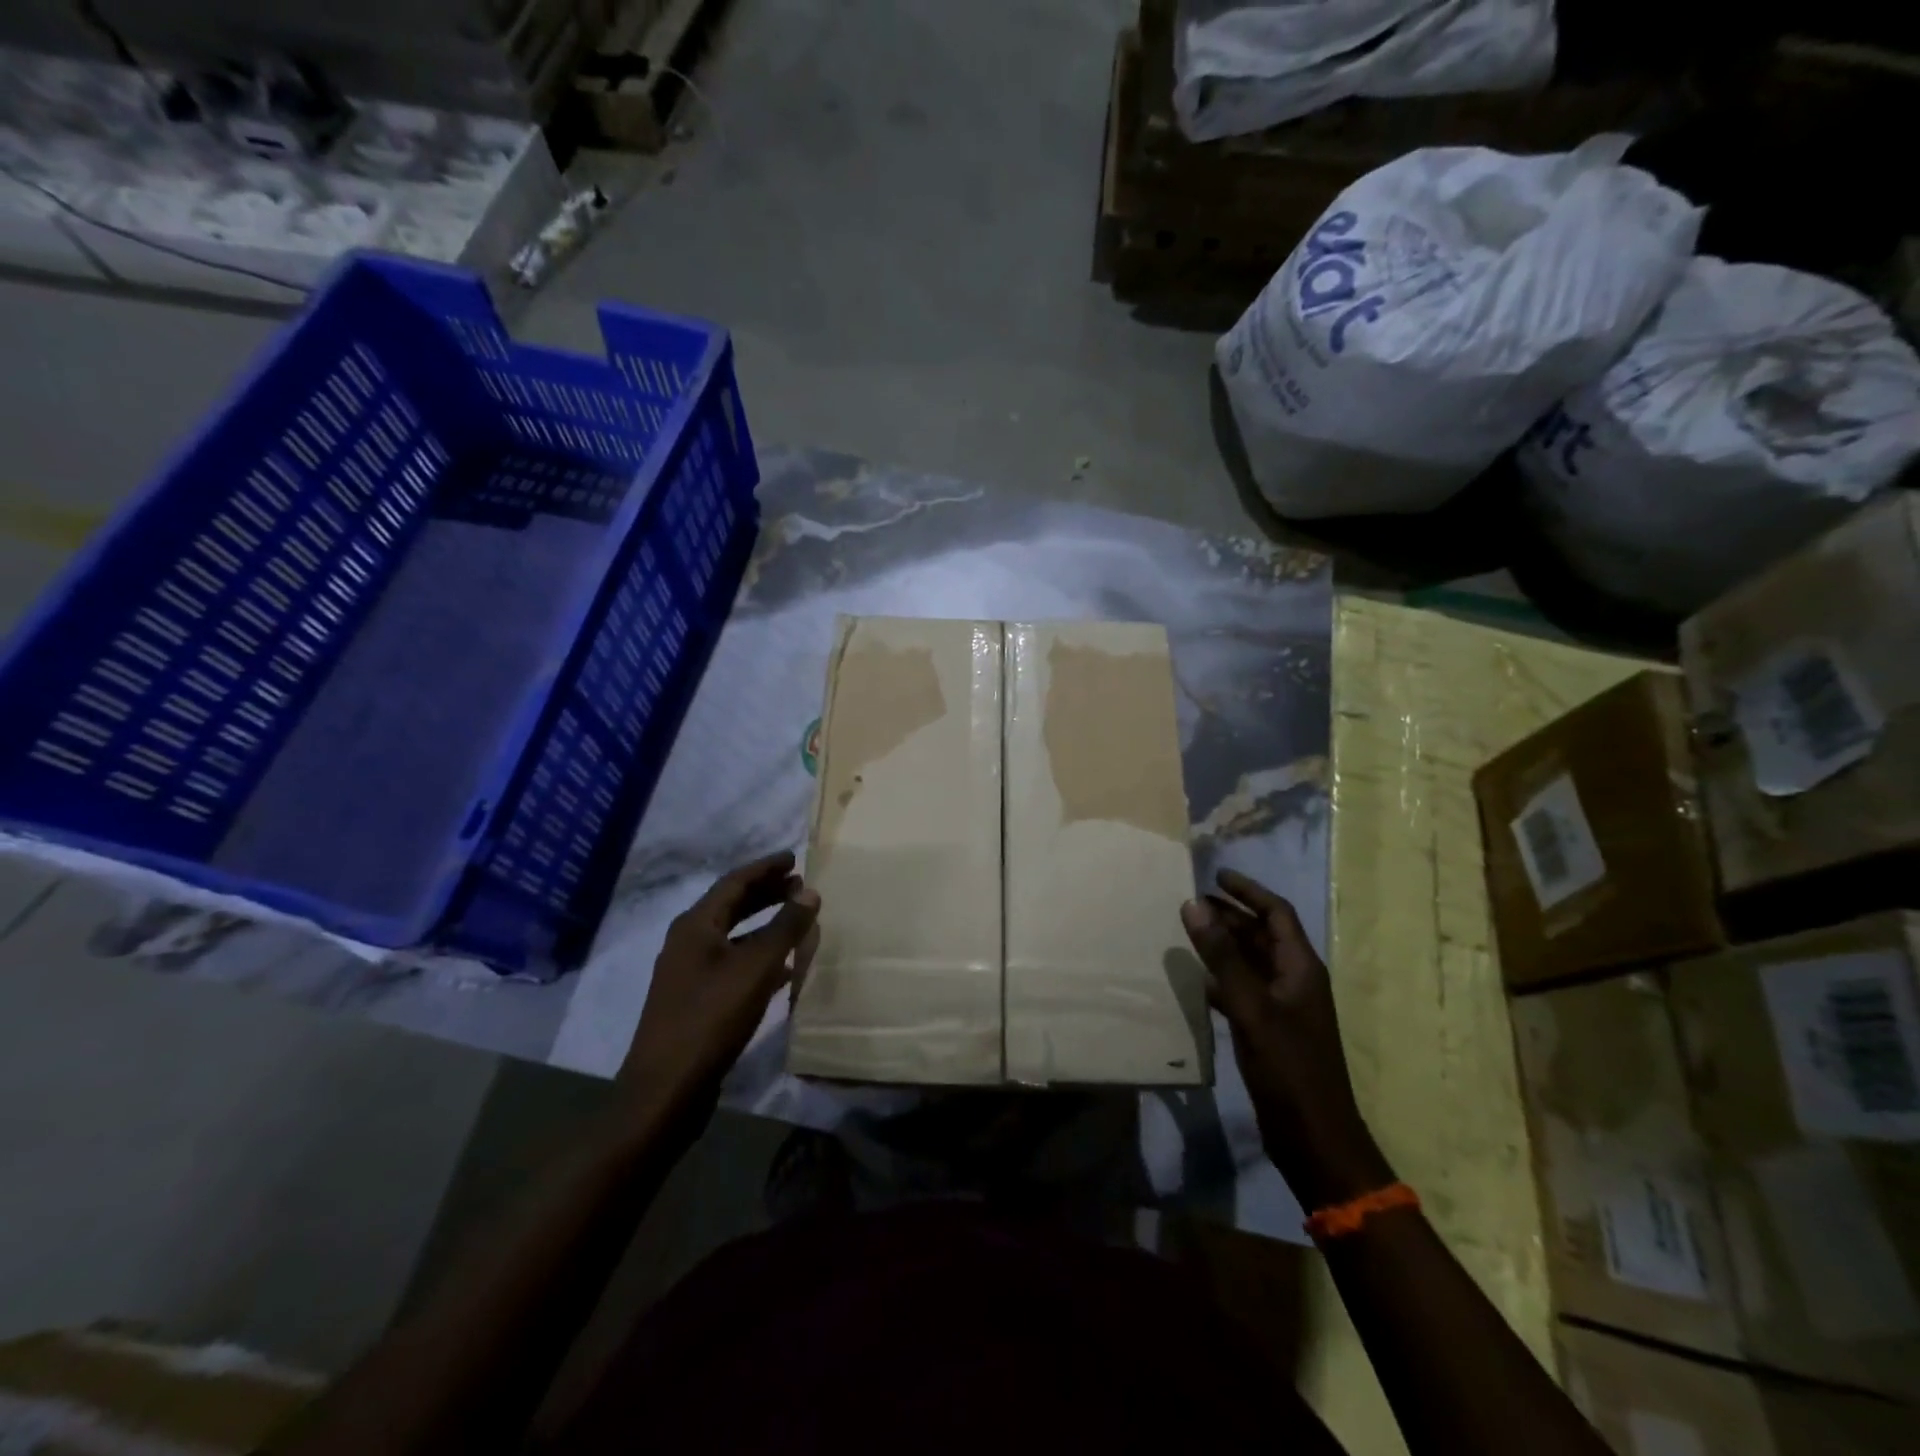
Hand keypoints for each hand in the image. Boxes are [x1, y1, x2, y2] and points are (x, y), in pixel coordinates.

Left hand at [620, 852, 820, 1114]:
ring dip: (764, 924)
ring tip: (797, 919)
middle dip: (766, 893)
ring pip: (733, 936)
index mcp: (695, 925)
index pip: (734, 882)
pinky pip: (732, 963)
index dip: (766, 868)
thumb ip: (785, 927)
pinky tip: (784, 968)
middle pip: (731, 905)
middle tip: (799, 885)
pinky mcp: (695, 1001)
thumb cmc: (711, 1018)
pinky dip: (758, 956)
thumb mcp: (756, 967)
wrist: (666, 1090)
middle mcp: (687, 942)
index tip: (794, 858)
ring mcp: (688, 973)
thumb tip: (810, 891)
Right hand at [1181, 869, 1392, 1210]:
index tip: (1216, 875)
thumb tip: (1193, 903)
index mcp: (1301, 968)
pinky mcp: (1269, 1031)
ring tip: (1187, 931)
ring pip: (1250, 963)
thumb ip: (1222, 956)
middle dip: (1230, 915)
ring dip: (1223, 945)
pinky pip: (1242, 990)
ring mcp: (1283, 1008)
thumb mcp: (1252, 1007)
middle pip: (1262, 935)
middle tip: (1191, 901)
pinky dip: (1220, 979)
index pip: (1277, 914)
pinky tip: (1196, 980)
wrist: (1314, 1138)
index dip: (1248, 891)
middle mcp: (1294, 981)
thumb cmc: (1288, 1068)